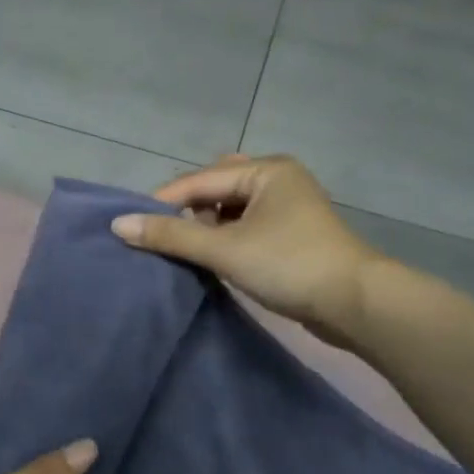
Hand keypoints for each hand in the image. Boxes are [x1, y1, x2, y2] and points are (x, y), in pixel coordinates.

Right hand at [110, 154, 392, 348]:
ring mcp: (287, 208)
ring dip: (205, 227)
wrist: (354, 303)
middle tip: (162, 238)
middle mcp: (277, 180)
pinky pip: (245, 226)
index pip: (199, 180)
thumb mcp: (224, 249)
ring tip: (185, 250)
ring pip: (230, 210)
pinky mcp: (290, 235)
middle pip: (214, 189)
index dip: (163, 202)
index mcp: (266, 171)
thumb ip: (171, 235)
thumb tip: (119, 225)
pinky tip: (212, 258)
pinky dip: (224, 238)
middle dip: (187, 212)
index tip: (130, 226)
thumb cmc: (288, 265)